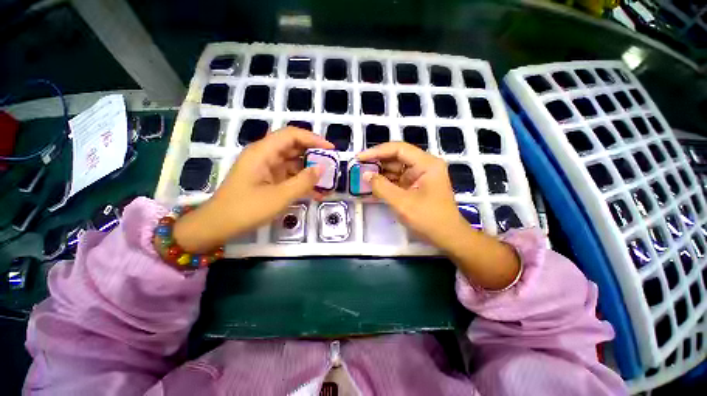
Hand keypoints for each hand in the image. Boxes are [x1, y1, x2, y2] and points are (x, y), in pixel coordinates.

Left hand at [173, 127, 332, 251]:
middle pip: (294, 147)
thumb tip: (322, 168)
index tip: (330, 149)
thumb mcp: (279, 196)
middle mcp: (265, 156)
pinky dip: (302, 182)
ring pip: (293, 163)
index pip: (291, 135)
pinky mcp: (269, 180)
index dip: (313, 139)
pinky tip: (316, 193)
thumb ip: (303, 182)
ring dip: (310, 171)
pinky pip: (289, 176)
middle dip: (314, 155)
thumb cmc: (246, 209)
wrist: (219, 225)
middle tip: (331, 165)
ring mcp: (267, 168)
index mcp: (263, 152)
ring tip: (328, 181)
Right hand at [358, 142, 519, 289]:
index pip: (398, 149)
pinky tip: (372, 185)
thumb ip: (382, 187)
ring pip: (395, 168)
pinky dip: (385, 182)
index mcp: (426, 164)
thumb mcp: (402, 203)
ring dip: (380, 172)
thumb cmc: (428, 219)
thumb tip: (365, 175)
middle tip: (358, 167)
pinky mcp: (415, 186)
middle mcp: (423, 165)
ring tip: (362, 176)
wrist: (447, 237)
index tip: (360, 157)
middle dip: (377, 162)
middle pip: (396, 157)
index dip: (377, 151)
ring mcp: (419, 176)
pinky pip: (397, 179)